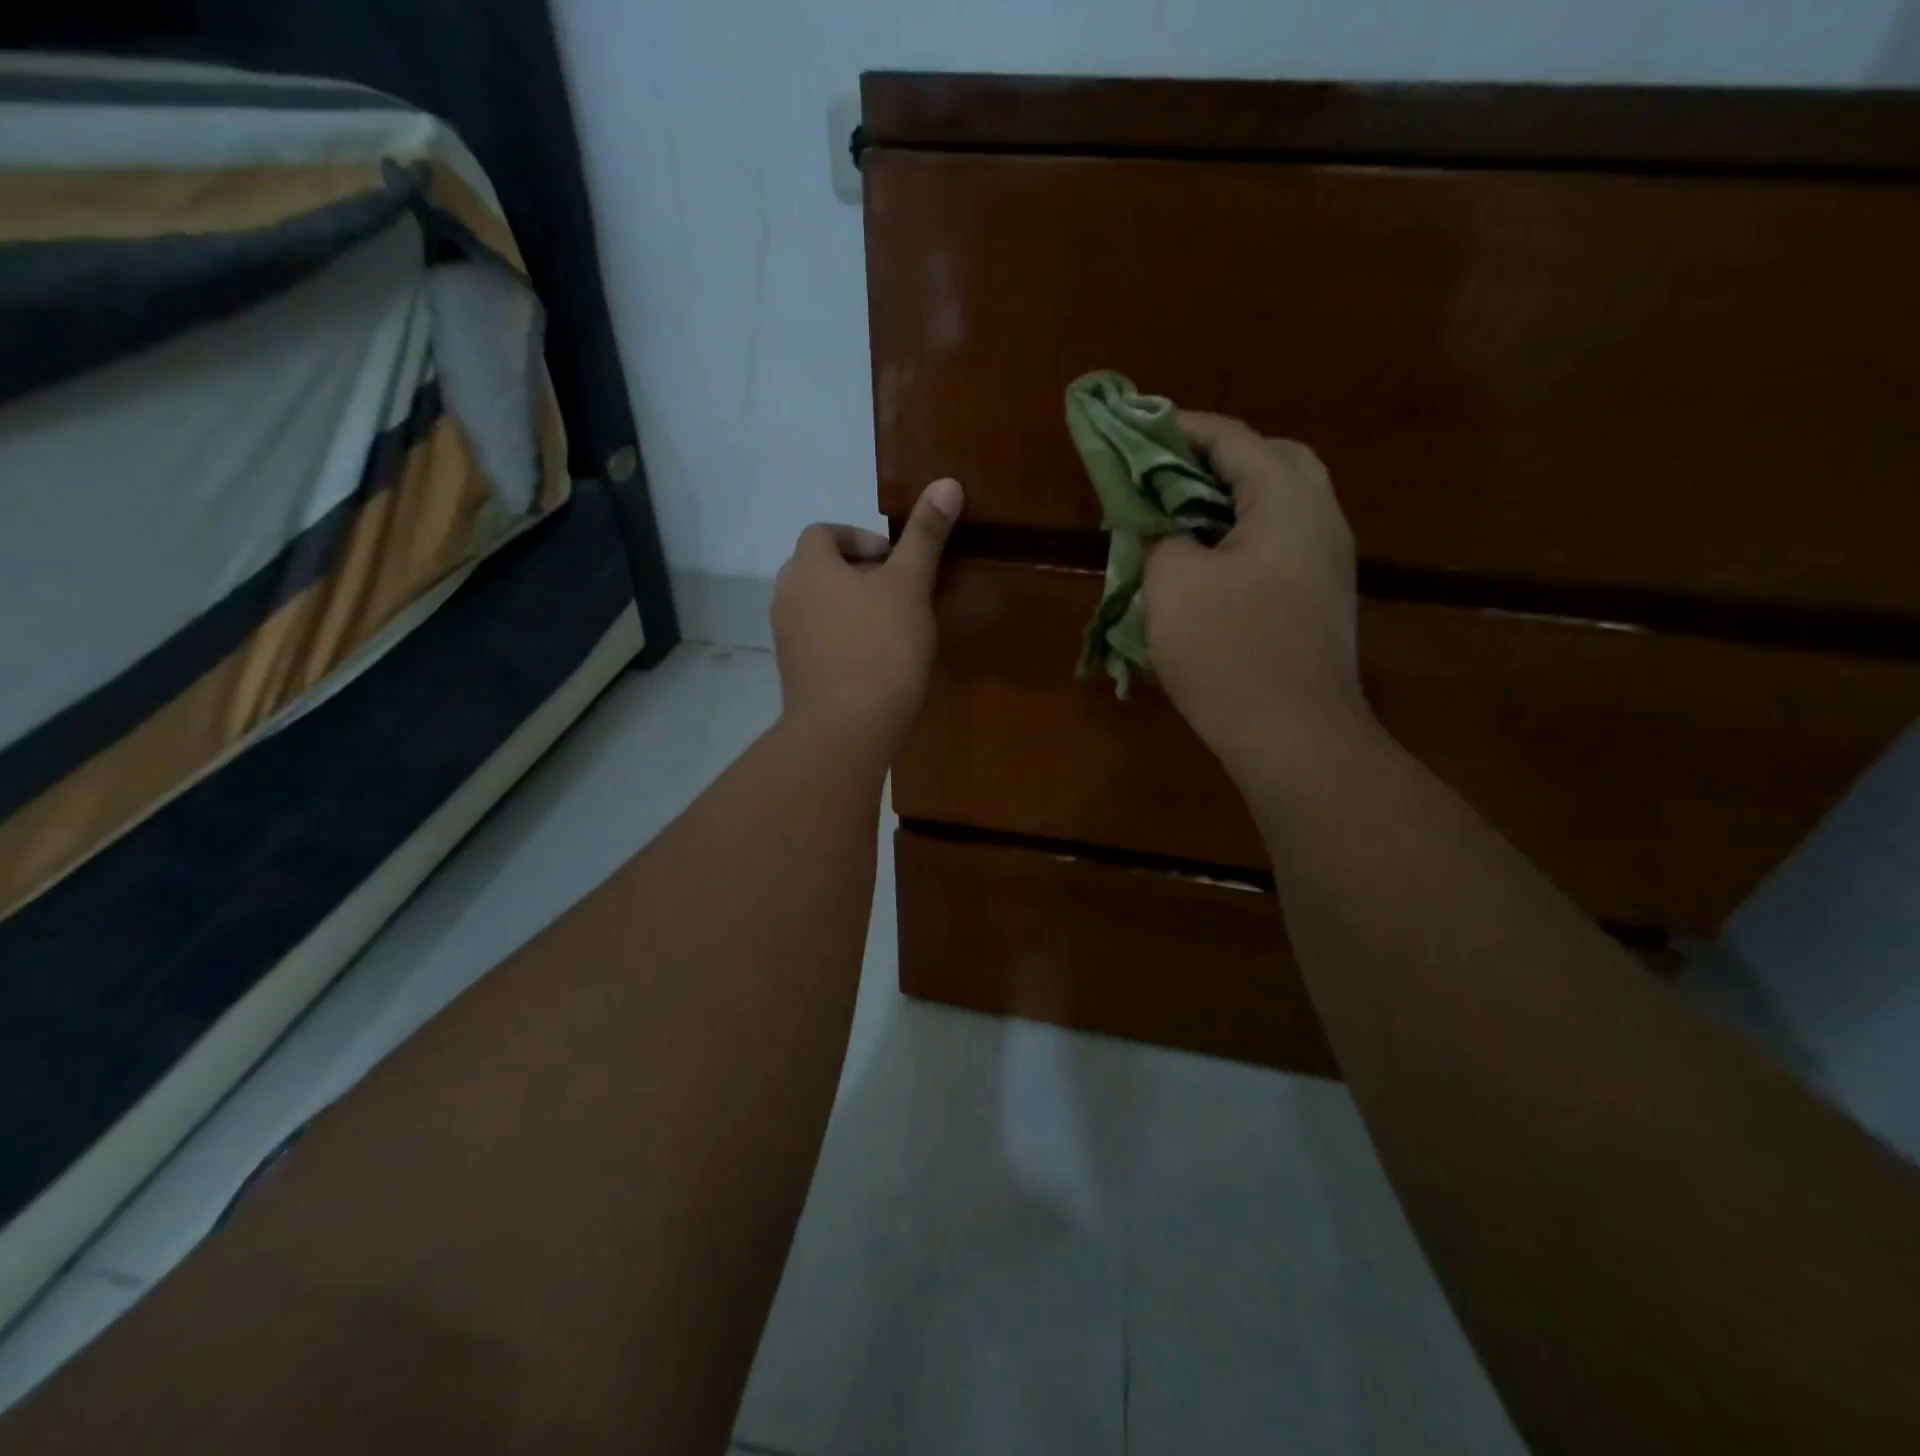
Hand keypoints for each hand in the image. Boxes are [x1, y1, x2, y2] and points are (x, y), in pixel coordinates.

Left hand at [771, 477, 962, 757]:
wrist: (844, 728)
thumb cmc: (880, 648)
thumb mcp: (909, 586)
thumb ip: (925, 536)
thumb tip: (946, 483)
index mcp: (808, 567)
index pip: (824, 533)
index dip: (859, 538)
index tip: (895, 560)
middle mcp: (786, 596)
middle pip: (818, 569)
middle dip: (857, 573)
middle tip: (897, 591)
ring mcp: (785, 638)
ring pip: (818, 607)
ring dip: (850, 607)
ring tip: (891, 626)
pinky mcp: (793, 673)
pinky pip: (818, 640)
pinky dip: (842, 638)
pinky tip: (875, 661)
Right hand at [1143, 412, 1365, 784]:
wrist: (1294, 737)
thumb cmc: (1229, 650)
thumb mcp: (1172, 583)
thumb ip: (1161, 536)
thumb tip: (1164, 529)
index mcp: (1287, 499)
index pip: (1233, 440)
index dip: (1180, 428)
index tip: (1138, 428)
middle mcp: (1320, 519)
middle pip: (1271, 463)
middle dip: (1216, 461)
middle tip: (1169, 474)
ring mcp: (1327, 564)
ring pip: (1278, 508)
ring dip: (1229, 504)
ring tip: (1180, 519)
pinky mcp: (1320, 602)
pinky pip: (1279, 548)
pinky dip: (1241, 541)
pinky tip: (1206, 568)